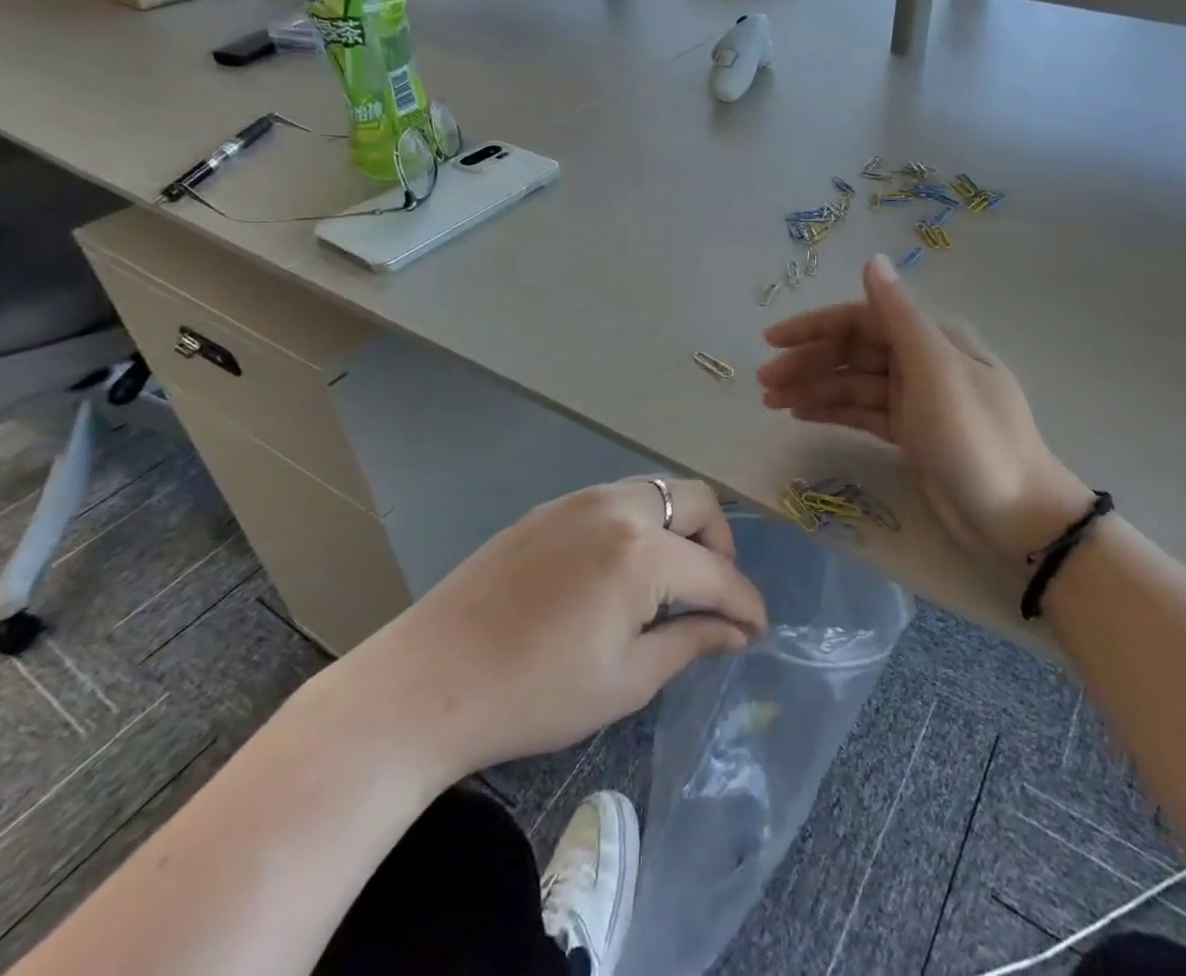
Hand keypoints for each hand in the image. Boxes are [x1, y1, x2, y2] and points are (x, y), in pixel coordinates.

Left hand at [331, 478, 767, 783]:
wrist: (427, 682)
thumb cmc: (535, 694)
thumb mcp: (626, 681)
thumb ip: (690, 643)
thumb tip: (736, 631)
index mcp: (643, 553)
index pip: (717, 572)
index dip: (746, 603)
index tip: (758, 629)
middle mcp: (619, 507)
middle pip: (696, 502)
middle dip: (719, 545)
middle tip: (712, 595)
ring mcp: (580, 500)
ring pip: (656, 492)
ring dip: (679, 528)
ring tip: (669, 581)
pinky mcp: (550, 507)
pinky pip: (616, 500)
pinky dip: (639, 525)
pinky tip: (619, 570)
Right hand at [758, 255, 1092, 566]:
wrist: (1017, 518)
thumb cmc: (975, 437)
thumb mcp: (935, 370)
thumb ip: (899, 315)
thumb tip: (873, 259)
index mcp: (932, 338)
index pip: (863, 319)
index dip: (815, 327)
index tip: (771, 340)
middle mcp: (923, 361)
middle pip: (854, 352)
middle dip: (808, 363)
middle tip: (763, 382)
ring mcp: (917, 399)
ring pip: (854, 385)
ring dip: (813, 389)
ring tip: (771, 403)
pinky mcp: (912, 434)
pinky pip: (863, 413)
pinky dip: (833, 412)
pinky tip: (801, 415)